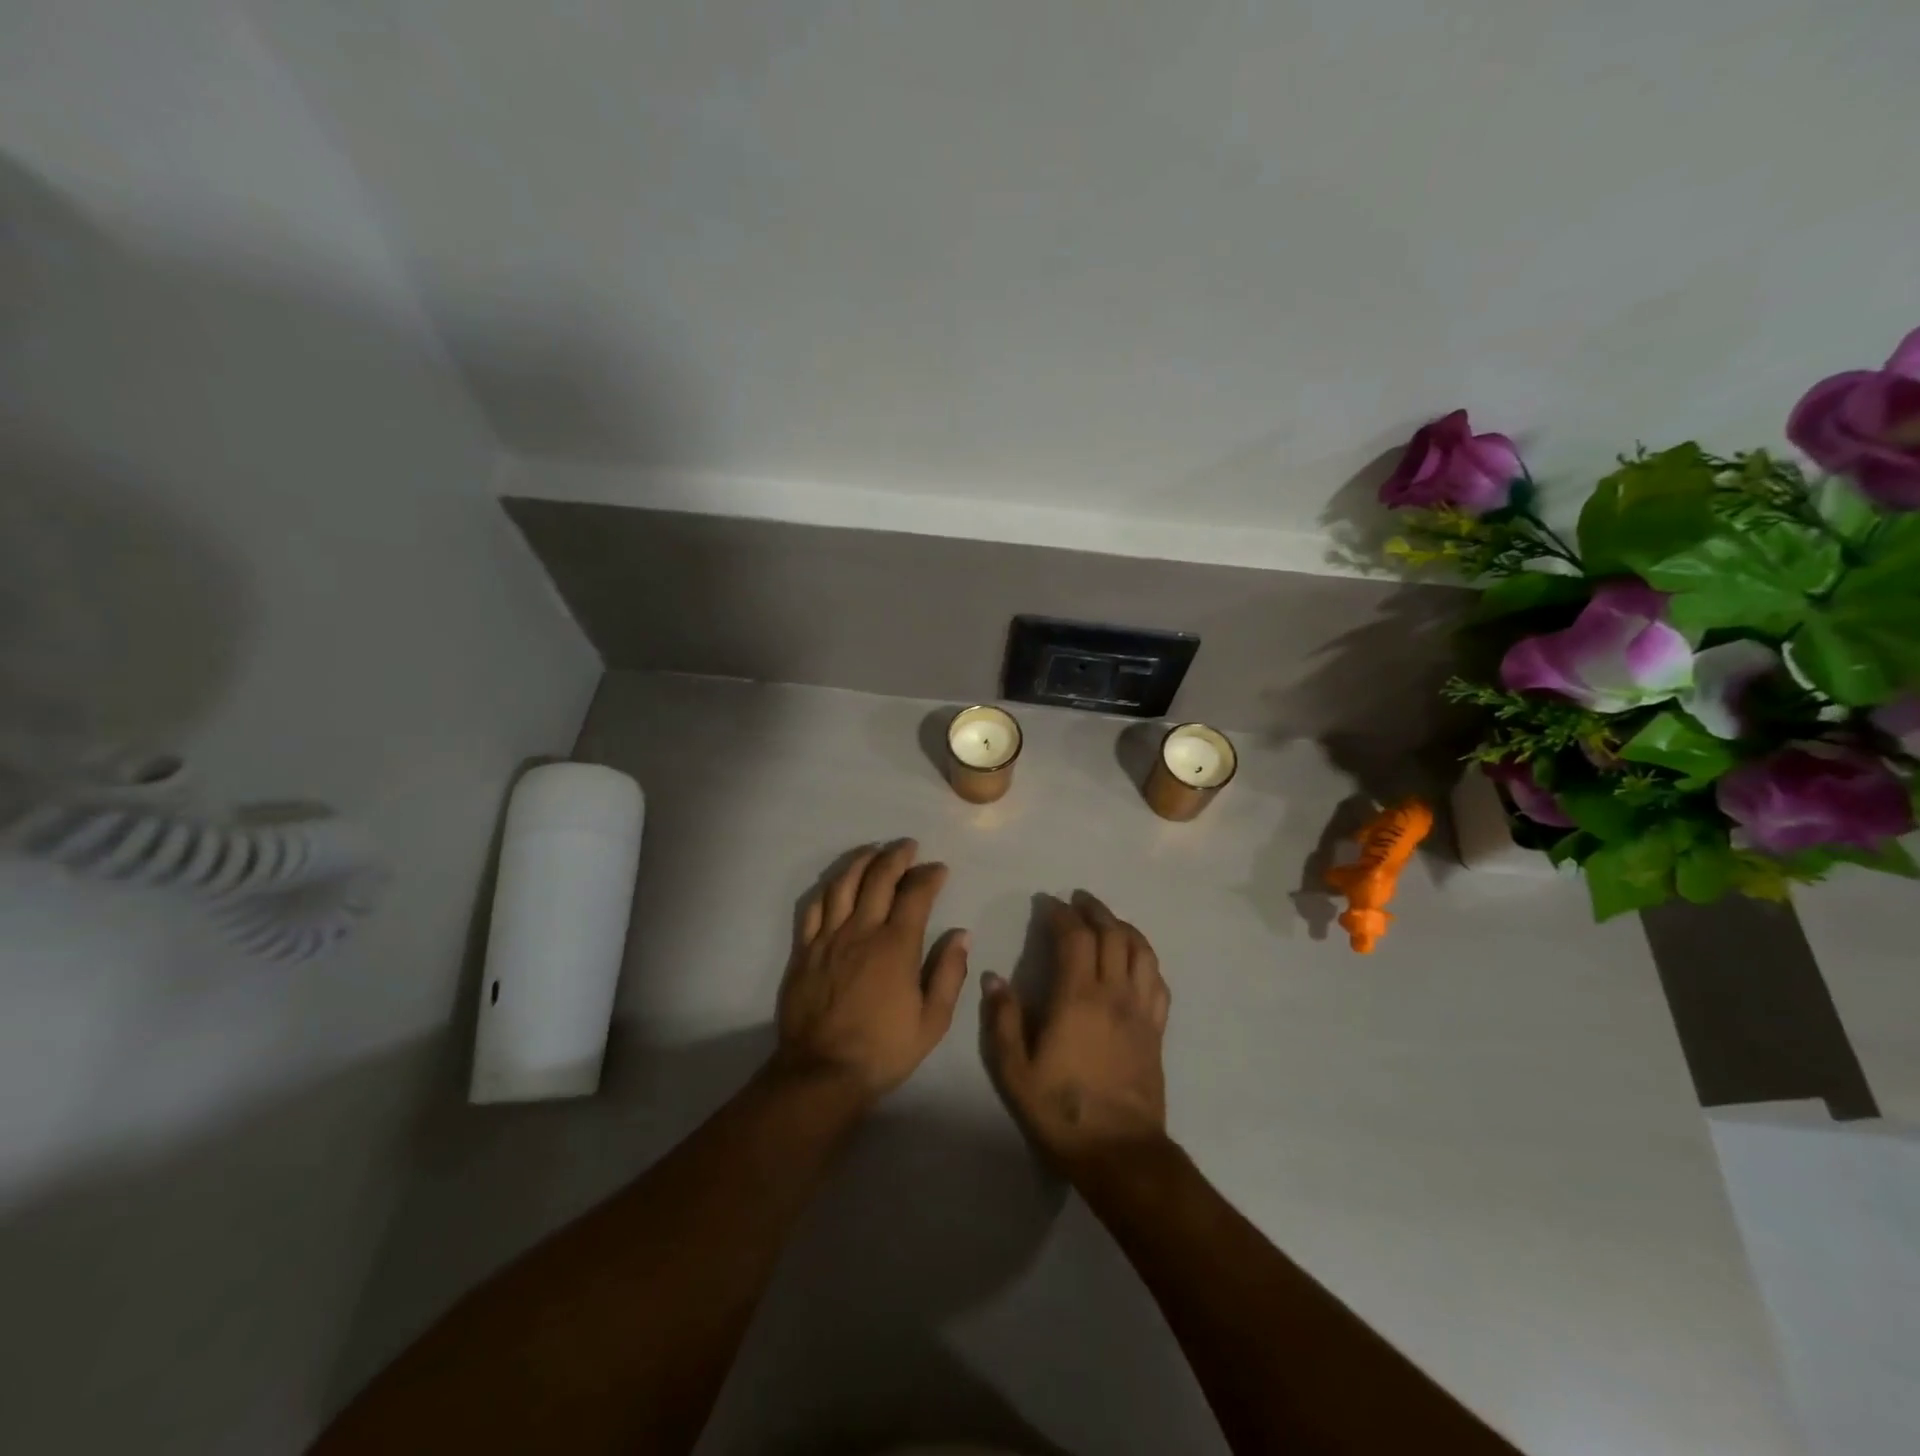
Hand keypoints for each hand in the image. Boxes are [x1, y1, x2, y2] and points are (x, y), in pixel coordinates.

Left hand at [774, 840, 969, 1098]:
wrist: (822, 1072)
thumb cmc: (883, 1049)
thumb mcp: (932, 1021)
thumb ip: (948, 973)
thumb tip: (961, 934)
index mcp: (896, 946)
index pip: (915, 894)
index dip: (929, 876)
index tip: (939, 869)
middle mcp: (861, 931)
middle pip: (878, 878)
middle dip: (896, 856)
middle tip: (908, 846)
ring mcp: (828, 938)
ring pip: (844, 884)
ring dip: (861, 861)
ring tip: (874, 851)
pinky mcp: (804, 950)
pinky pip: (814, 907)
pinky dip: (829, 888)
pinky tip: (838, 883)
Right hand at [982, 892, 1170, 1169]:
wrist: (1119, 1152)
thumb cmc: (1061, 1110)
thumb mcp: (1015, 1071)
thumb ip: (1002, 1020)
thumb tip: (993, 978)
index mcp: (1078, 997)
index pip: (1075, 937)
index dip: (1061, 914)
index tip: (1047, 904)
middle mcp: (1114, 993)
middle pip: (1112, 934)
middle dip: (1094, 910)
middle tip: (1078, 900)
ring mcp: (1140, 1010)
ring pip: (1141, 951)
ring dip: (1124, 927)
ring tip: (1107, 921)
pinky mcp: (1156, 1029)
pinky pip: (1158, 980)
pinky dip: (1146, 959)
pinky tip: (1135, 960)